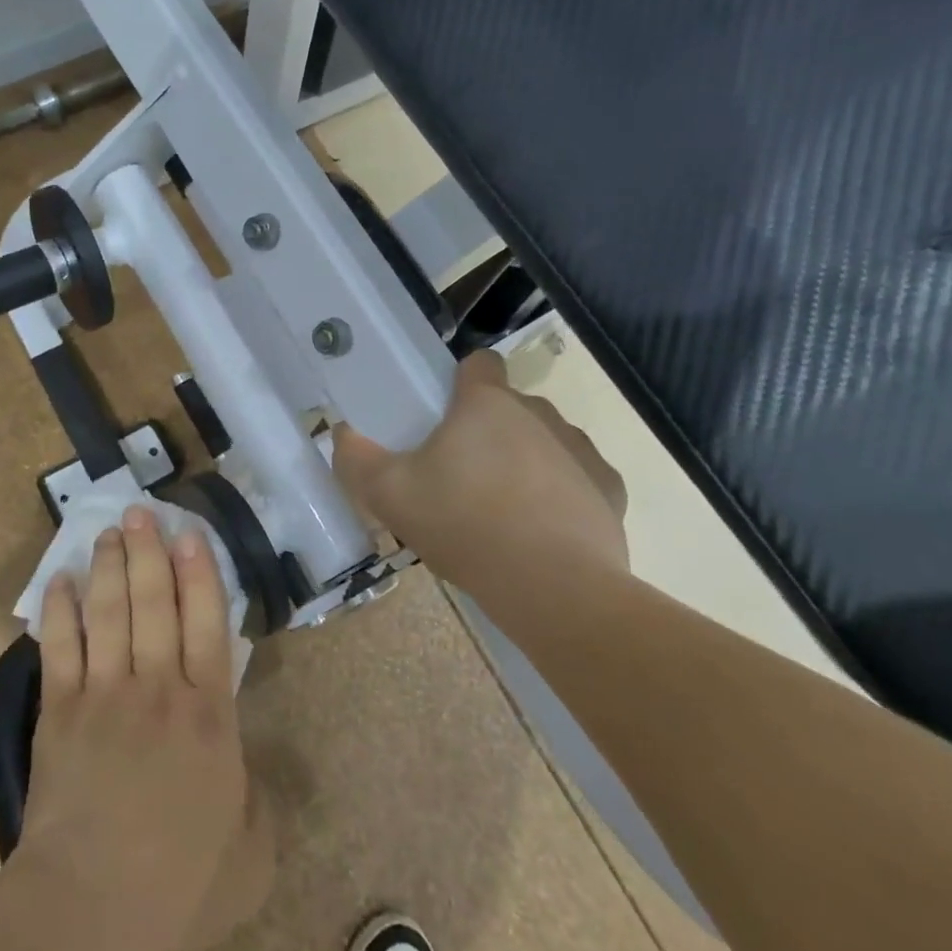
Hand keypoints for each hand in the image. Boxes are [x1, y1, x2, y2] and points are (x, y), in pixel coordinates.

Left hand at [16, 507, 270, 950]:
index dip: (200, 574)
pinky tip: (59, 581)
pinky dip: (58, 611)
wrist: (91, 910)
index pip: (208, 625)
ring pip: (109, 612)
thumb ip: (258, 804)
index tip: (191, 535)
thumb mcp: (252, 855)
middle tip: (141, 512)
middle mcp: (158, 689)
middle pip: (154, 603)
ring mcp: (104, 695)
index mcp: (208, 716)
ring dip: (108, 567)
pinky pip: (59, 647)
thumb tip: (248, 772)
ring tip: (108, 531)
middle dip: (149, 552)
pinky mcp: (59, 712)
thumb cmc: (179, 886)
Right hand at [333, 350, 628, 605]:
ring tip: (502, 509)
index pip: (479, 363)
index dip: (461, 381)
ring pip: (545, 440)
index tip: (445, 415)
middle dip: (488, 430)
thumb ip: (356, 459)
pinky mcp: (609, 488)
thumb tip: (342, 433)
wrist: (553, 588)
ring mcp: (580, 449)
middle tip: (460, 476)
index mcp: (487, 404)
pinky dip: (561, 494)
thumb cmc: (464, 526)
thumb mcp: (389, 496)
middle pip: (509, 407)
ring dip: (525, 459)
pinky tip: (543, 530)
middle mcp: (539, 413)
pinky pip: (578, 477)